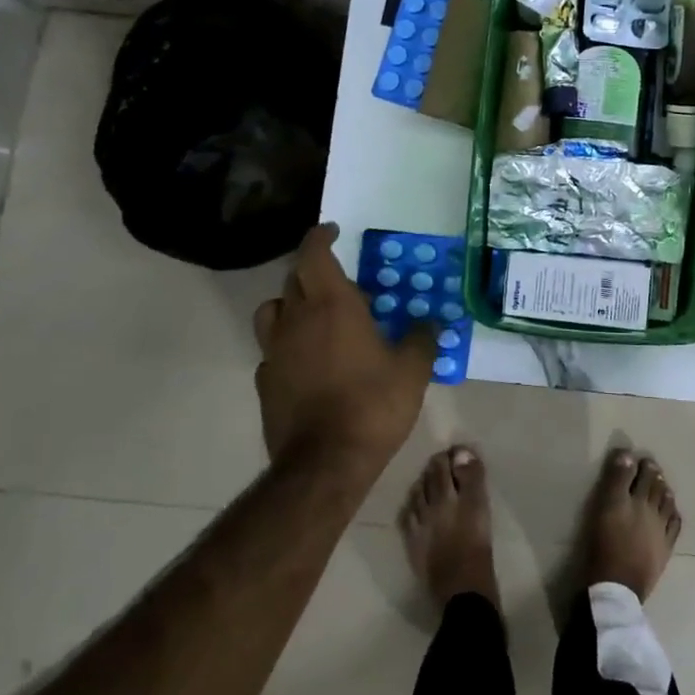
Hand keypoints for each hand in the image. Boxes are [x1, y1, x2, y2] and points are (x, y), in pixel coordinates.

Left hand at [253, 224, 434, 472]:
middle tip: (339, 281)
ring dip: (292, 304)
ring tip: (315, 317)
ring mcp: (275, 351)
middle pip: (293, 279)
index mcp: (332, 305)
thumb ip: (421, 338)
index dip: (320, 237)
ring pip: (273, 311)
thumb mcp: (413, 370)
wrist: (325, 463)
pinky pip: (273, 350)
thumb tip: (429, 323)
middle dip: (312, 270)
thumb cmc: (373, 404)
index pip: (313, 254)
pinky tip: (308, 363)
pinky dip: (288, 345)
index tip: (333, 231)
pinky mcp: (266, 382)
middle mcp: (297, 319)